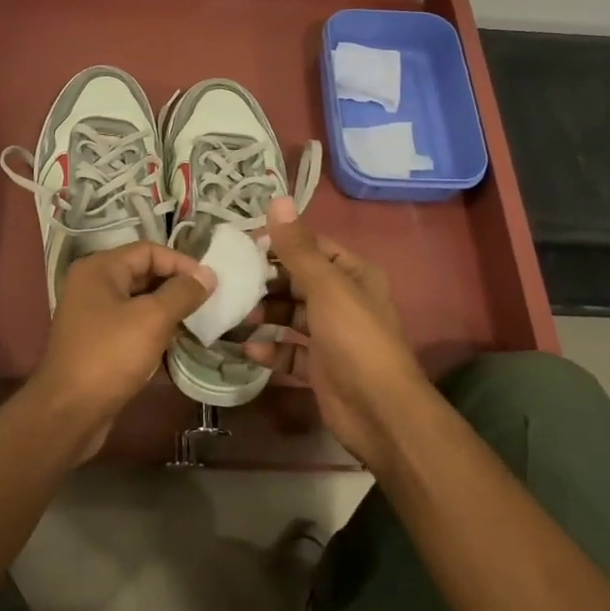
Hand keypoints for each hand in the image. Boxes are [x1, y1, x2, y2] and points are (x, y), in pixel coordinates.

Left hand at [27, 242, 215, 460]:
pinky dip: (155, 329)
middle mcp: (92, 285)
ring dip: (168, 309)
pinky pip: (132, 325)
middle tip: (210, 301)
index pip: (148, 250)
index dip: (181, 262)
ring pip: (139, 301)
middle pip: (143, 273)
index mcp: (99, 269)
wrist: (69, 412)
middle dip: (176, 285)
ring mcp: (92, 315)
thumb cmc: (110, 356)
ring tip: (200, 321)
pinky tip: (178, 342)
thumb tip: (208, 274)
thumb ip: (182, 293)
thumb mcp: (152, 319)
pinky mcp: (97, 342)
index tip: (210, 283)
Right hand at [244, 198, 440, 465]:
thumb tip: (276, 200)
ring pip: (291, 316)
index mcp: (353, 274)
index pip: (312, 247)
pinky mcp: (320, 366)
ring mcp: (332, 335)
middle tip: (230, 281)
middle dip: (266, 282)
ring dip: (264, 315)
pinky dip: (270, 349)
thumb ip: (297, 248)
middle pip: (298, 281)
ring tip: (234, 315)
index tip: (242, 246)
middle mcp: (344, 300)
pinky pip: (290, 351)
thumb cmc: (354, 338)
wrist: (378, 411)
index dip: (280, 243)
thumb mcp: (325, 287)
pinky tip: (248, 350)